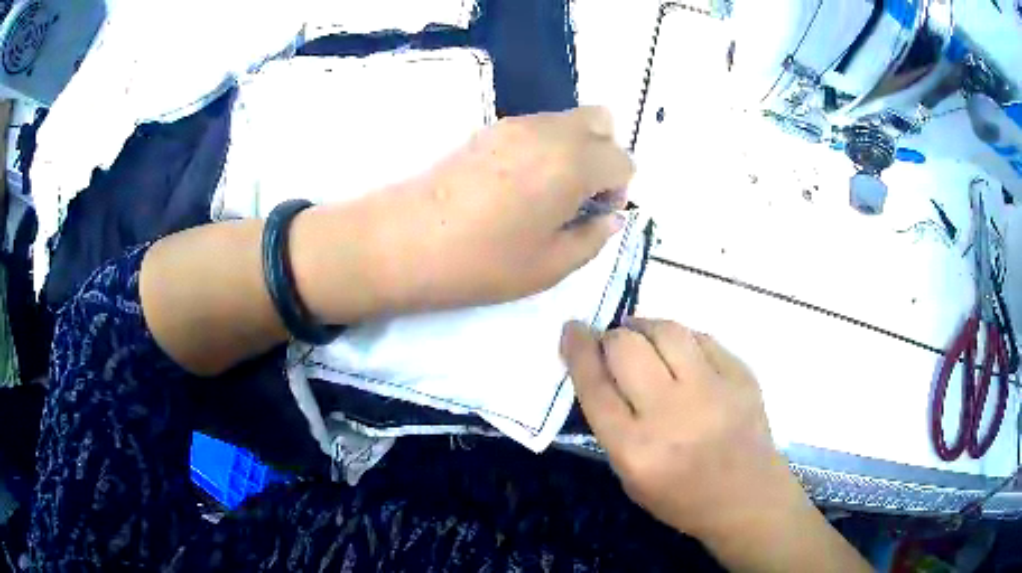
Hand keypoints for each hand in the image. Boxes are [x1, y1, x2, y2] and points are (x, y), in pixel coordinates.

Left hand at [373, 106, 633, 309]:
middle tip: (580, 195)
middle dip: (604, 155)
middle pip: (601, 121)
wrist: (403, 241)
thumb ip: (593, 238)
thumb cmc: (482, 261)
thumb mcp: (550, 265)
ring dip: (574, 149)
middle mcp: (549, 131)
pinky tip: (518, 185)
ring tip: (547, 193)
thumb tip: (612, 218)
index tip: (595, 216)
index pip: (622, 159)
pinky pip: (536, 126)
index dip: (619, 189)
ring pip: (566, 120)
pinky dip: (545, 146)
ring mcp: (514, 124)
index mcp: (574, 162)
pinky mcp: (486, 129)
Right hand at [560, 318, 800, 538]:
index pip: (595, 385)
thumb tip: (599, 368)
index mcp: (637, 449)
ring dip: (644, 327)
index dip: (578, 350)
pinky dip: (681, 339)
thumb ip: (612, 424)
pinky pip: (702, 338)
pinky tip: (679, 351)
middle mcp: (673, 414)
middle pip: (627, 348)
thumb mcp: (630, 476)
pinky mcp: (742, 375)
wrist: (748, 498)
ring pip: (667, 330)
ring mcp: (713, 390)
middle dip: (610, 337)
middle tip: (611, 343)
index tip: (572, 330)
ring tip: (641, 335)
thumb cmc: (682, 498)